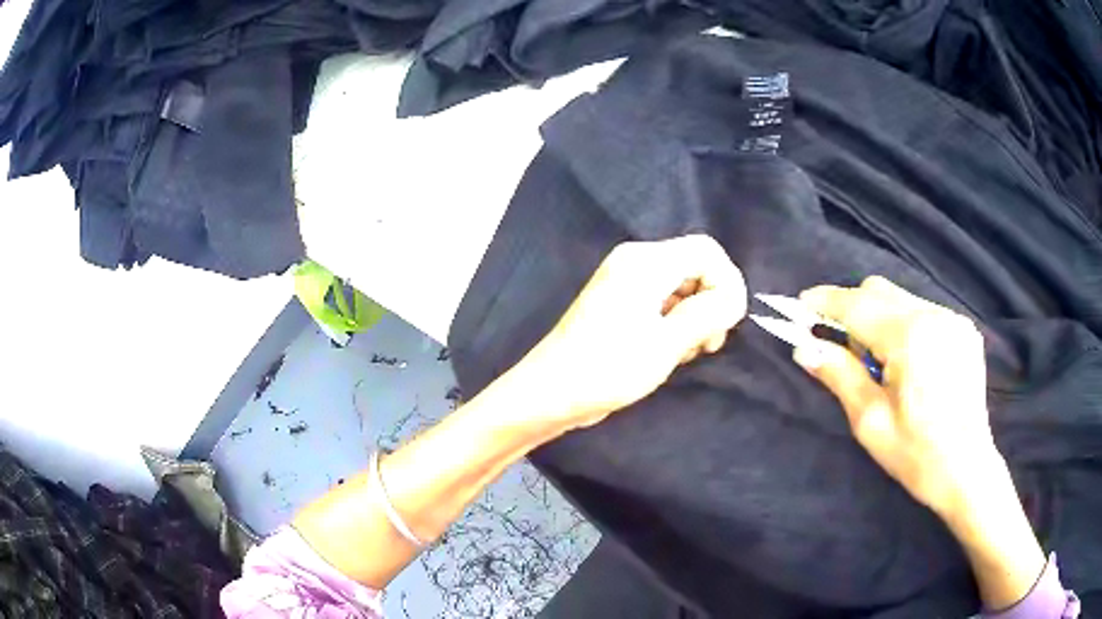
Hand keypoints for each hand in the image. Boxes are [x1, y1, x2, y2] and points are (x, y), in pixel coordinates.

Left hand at [505, 235, 746, 433]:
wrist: (551, 392)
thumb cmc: (609, 367)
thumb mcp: (667, 343)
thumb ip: (708, 314)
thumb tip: (733, 297)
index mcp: (646, 262)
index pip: (707, 251)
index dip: (727, 283)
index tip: (727, 323)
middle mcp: (635, 262)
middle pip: (695, 267)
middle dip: (711, 303)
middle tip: (707, 345)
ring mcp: (625, 282)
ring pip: (681, 287)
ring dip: (695, 318)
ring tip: (685, 354)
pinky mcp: (620, 304)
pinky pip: (663, 302)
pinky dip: (675, 323)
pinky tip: (669, 352)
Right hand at [795, 277, 1044, 609]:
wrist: (968, 471)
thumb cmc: (916, 456)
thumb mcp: (870, 422)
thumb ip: (839, 376)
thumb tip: (803, 347)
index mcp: (911, 338)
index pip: (857, 305)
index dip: (825, 302)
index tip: (799, 305)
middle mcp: (934, 315)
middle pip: (879, 290)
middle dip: (852, 310)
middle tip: (842, 351)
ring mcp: (953, 319)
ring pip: (900, 298)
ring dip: (878, 319)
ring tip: (880, 366)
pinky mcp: (963, 329)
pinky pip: (921, 310)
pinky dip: (902, 325)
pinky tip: (907, 363)